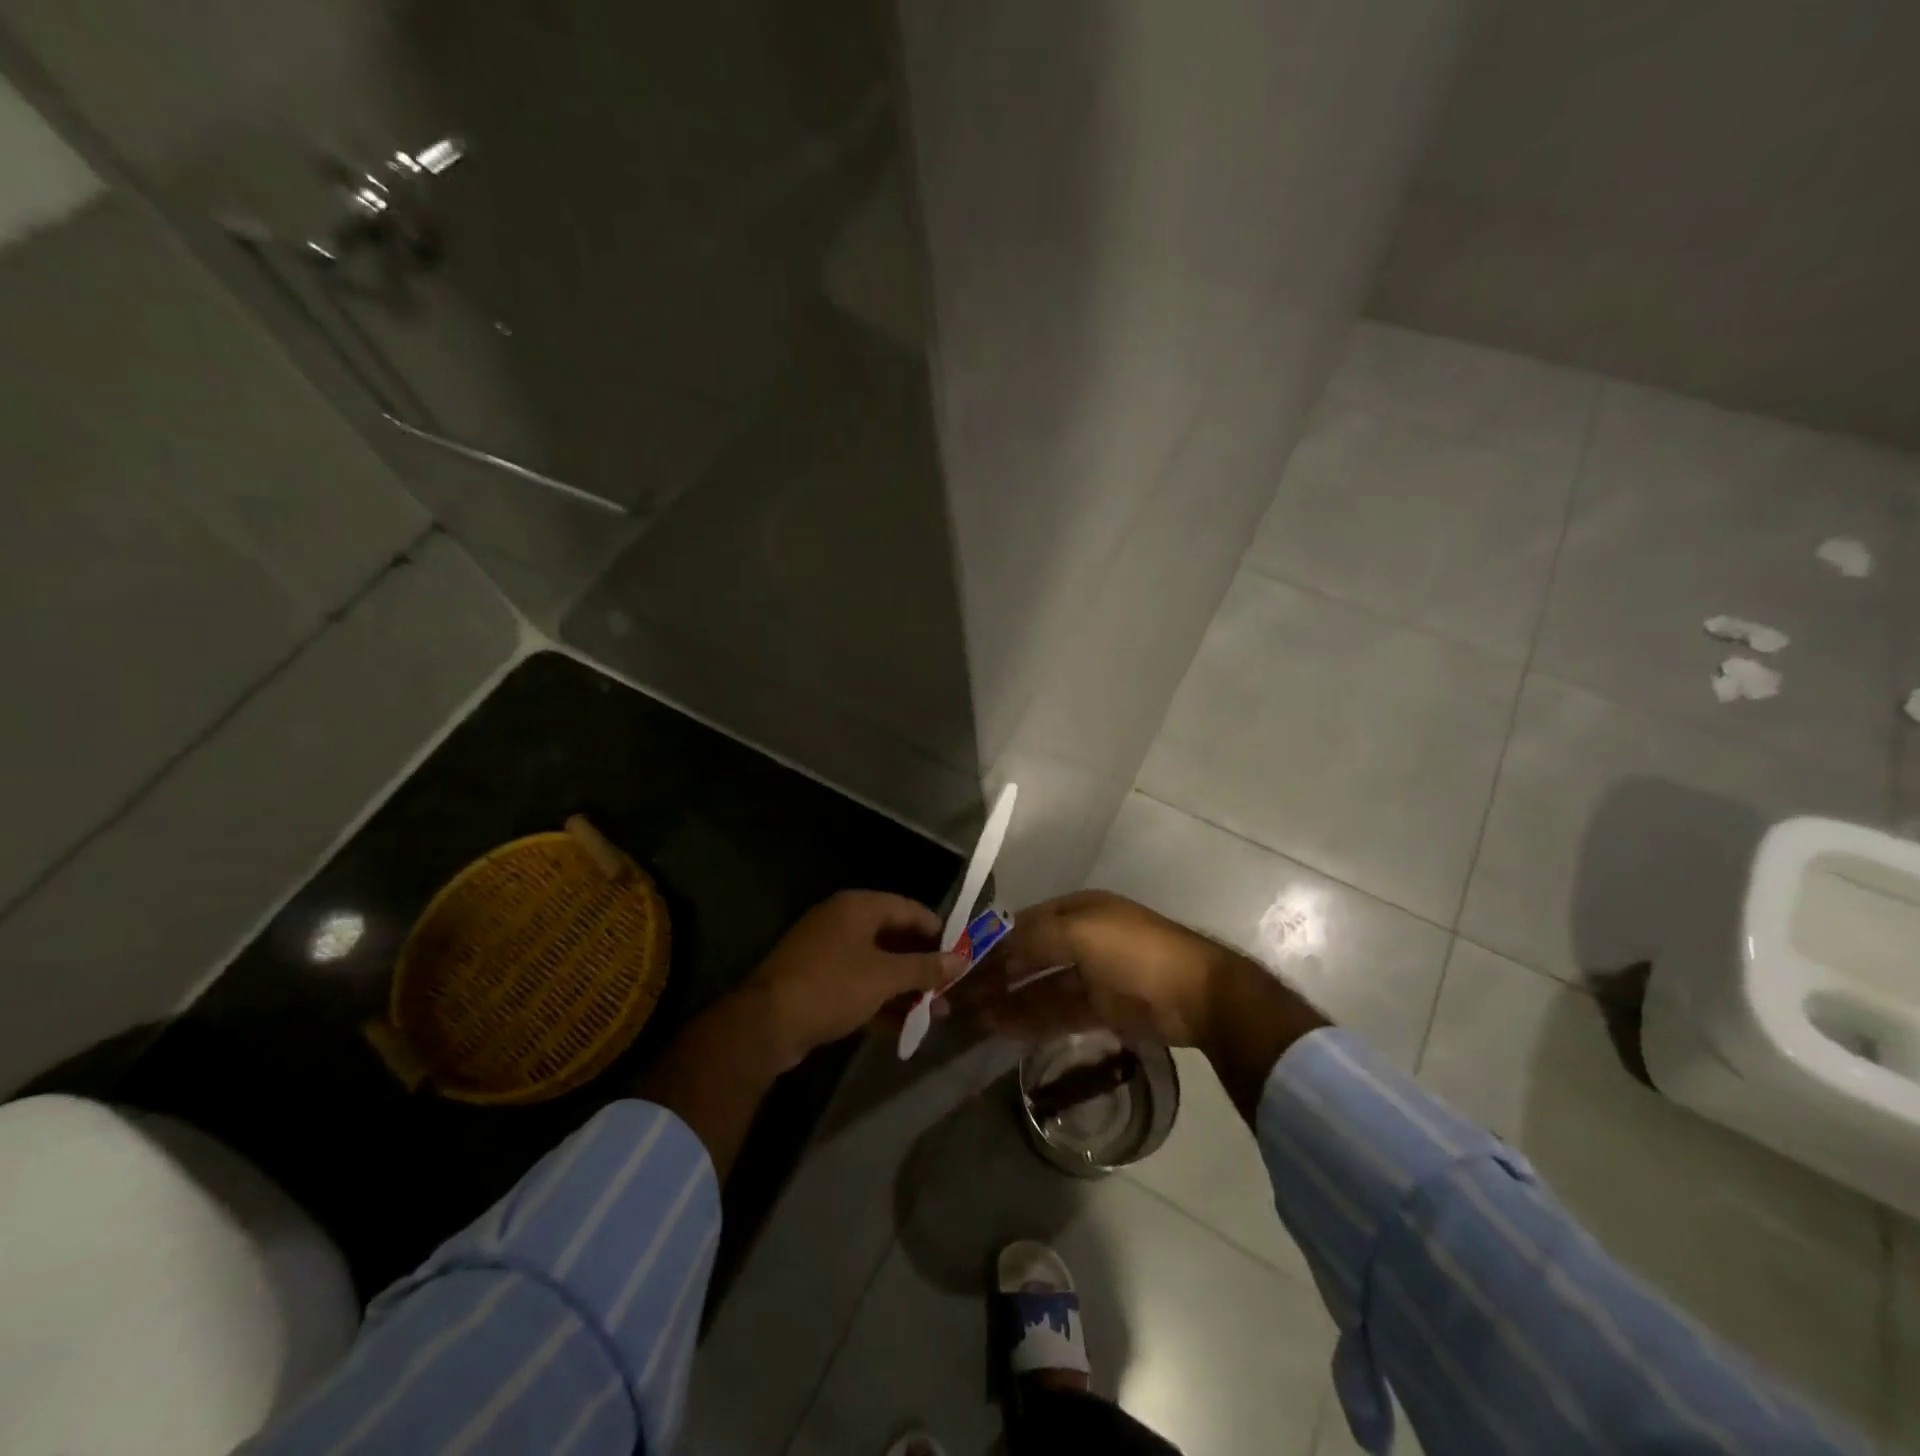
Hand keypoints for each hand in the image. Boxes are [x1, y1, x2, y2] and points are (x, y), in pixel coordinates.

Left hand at [740, 890, 965, 1071]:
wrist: (766, 1024)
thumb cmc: (832, 986)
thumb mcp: (885, 977)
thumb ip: (924, 967)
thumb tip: (961, 959)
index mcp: (858, 907)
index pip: (909, 908)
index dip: (938, 931)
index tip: (961, 954)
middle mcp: (843, 922)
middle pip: (894, 938)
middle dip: (923, 966)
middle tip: (949, 989)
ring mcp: (828, 952)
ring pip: (878, 965)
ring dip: (906, 988)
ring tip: (936, 1014)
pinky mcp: (818, 982)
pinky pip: (859, 985)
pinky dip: (881, 1001)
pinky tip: (905, 1027)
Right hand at [953, 891, 1235, 1047]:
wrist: (1198, 995)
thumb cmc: (1135, 951)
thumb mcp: (1081, 932)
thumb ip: (1034, 938)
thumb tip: (994, 949)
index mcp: (1077, 911)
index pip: (1022, 924)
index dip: (991, 942)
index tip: (959, 963)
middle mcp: (1080, 939)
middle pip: (1028, 957)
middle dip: (994, 975)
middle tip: (958, 998)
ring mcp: (1091, 976)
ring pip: (1039, 988)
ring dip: (1006, 1001)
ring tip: (971, 1018)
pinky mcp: (1101, 1009)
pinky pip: (1056, 1013)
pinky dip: (1029, 1020)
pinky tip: (1002, 1029)